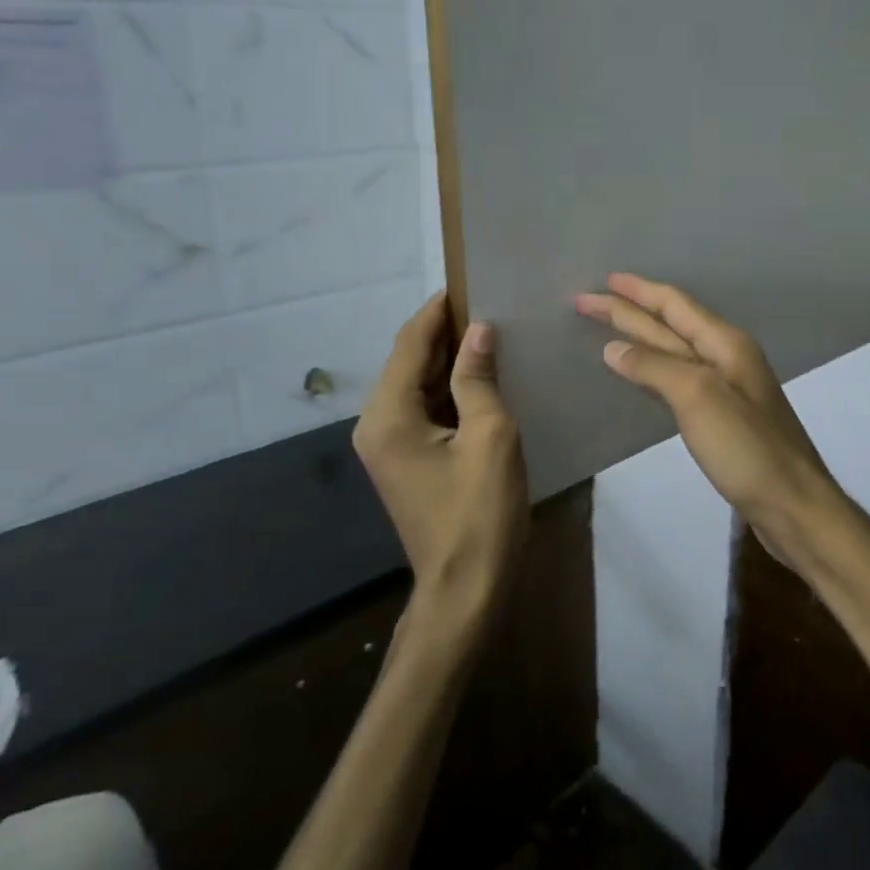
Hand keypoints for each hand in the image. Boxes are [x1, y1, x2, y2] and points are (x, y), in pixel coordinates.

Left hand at [354, 293, 527, 617]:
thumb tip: (479, 330)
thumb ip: (478, 379)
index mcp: (388, 416)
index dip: (437, 311)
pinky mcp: (407, 460)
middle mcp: (376, 425)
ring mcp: (389, 446)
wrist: (466, 588)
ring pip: (418, 385)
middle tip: (489, 304)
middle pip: (408, 362)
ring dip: (449, 360)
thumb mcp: (490, 437)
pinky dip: (450, 389)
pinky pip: (426, 409)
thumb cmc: (479, 512)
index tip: (468, 281)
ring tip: (492, 333)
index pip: (409, 344)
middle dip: (445, 332)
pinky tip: (483, 378)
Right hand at [577, 274, 848, 562]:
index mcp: (725, 344)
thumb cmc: (746, 448)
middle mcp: (727, 357)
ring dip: (641, 336)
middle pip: (670, 324)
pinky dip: (653, 368)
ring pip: (674, 350)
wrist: (792, 504)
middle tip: (587, 302)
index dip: (637, 292)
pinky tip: (639, 372)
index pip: (674, 305)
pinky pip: (679, 378)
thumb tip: (613, 348)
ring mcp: (727, 387)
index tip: (602, 282)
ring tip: (608, 328)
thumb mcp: (698, 398)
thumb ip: (655, 367)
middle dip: (629, 311)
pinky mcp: (722, 416)